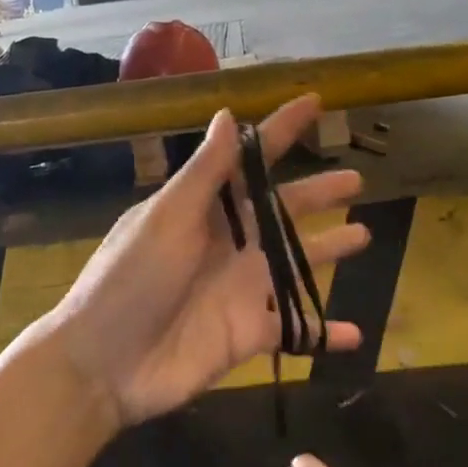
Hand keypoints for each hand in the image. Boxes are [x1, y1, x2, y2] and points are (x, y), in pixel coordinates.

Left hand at [38, 95, 369, 427]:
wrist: (104, 364)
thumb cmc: (131, 280)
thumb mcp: (166, 218)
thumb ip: (204, 172)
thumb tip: (228, 113)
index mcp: (206, 209)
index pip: (252, 161)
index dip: (281, 131)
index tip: (314, 102)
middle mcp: (230, 242)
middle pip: (284, 211)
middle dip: (318, 194)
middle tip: (357, 180)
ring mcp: (243, 288)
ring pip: (297, 264)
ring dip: (328, 250)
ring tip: (363, 234)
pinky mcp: (250, 332)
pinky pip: (297, 330)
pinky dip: (324, 333)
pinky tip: (357, 334)